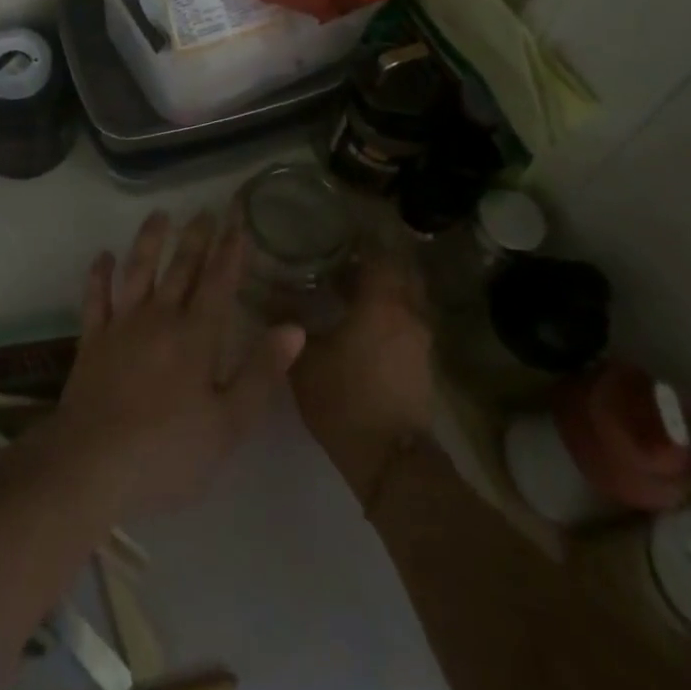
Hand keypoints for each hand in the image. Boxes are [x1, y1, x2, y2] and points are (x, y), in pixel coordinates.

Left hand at [48, 210, 305, 521]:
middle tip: (205, 209)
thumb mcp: (229, 424)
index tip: (239, 220)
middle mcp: (160, 318)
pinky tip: (103, 256)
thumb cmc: (168, 451)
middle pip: (181, 268)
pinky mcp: (92, 340)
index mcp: (197, 336)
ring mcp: (122, 326)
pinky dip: (99, 275)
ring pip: (138, 271)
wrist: (91, 465)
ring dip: (149, 240)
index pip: (219, 281)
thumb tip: (294, 327)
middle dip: (196, 237)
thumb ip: (261, 372)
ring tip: (159, 215)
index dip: (231, 250)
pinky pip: (96, 298)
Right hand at [290, 254, 435, 500]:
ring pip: (409, 295)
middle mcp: (408, 312)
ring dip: (388, 284)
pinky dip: (392, 309)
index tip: (342, 228)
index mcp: (382, 302)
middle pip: (402, 269)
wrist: (390, 460)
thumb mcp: (304, 359)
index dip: (364, 238)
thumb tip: (268, 292)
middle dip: (380, 257)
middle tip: (348, 252)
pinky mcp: (422, 361)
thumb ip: (288, 320)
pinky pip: (409, 318)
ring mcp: (420, 338)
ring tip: (355, 283)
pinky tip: (366, 317)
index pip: (380, 253)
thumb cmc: (344, 399)